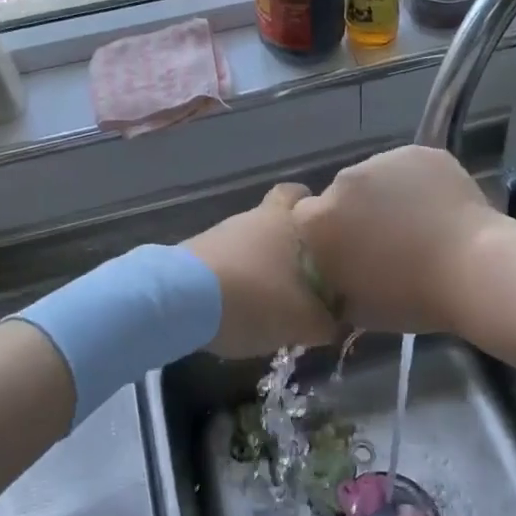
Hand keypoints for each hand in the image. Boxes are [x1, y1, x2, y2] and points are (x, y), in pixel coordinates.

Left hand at [185, 183, 338, 358]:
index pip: (299, 192)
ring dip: (260, 263)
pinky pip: (226, 261)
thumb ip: (326, 322)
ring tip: (272, 298)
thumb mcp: (302, 321)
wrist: (180, 300)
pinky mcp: (194, 254)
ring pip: (248, 241)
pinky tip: (241, 305)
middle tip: (302, 268)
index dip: (312, 207)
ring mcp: (219, 233)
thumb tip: (335, 322)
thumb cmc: (255, 299)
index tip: (324, 234)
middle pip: (273, 216)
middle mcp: (252, 217)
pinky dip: (236, 277)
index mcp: (284, 219)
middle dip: (286, 238)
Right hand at [293, 145, 505, 335]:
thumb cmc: (410, 298)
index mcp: (318, 219)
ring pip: (376, 177)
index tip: (349, 252)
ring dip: (386, 195)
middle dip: (356, 212)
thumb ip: (333, 283)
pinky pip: (409, 168)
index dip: (328, 235)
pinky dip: (418, 184)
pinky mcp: (420, 151)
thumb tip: (334, 275)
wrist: (473, 270)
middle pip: (341, 194)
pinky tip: (438, 208)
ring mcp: (383, 160)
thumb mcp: (355, 307)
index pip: (307, 219)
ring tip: (418, 223)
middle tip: (387, 240)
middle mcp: (342, 180)